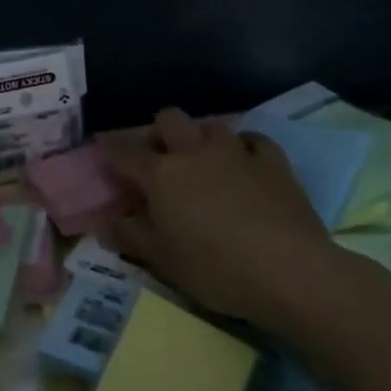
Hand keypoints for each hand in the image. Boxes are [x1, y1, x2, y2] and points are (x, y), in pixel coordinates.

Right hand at [99, 107, 332, 322]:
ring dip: (201, 136)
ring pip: (211, 125)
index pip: (125, 152)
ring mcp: (236, 152)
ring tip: (202, 157)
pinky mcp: (273, 162)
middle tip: (158, 154)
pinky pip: (254, 140)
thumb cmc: (215, 268)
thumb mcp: (163, 261)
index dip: (109, 148)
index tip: (101, 148)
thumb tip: (104, 224)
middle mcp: (194, 152)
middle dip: (159, 130)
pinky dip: (245, 147)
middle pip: (169, 119)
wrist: (289, 271)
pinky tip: (246, 161)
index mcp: (161, 174)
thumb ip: (130, 237)